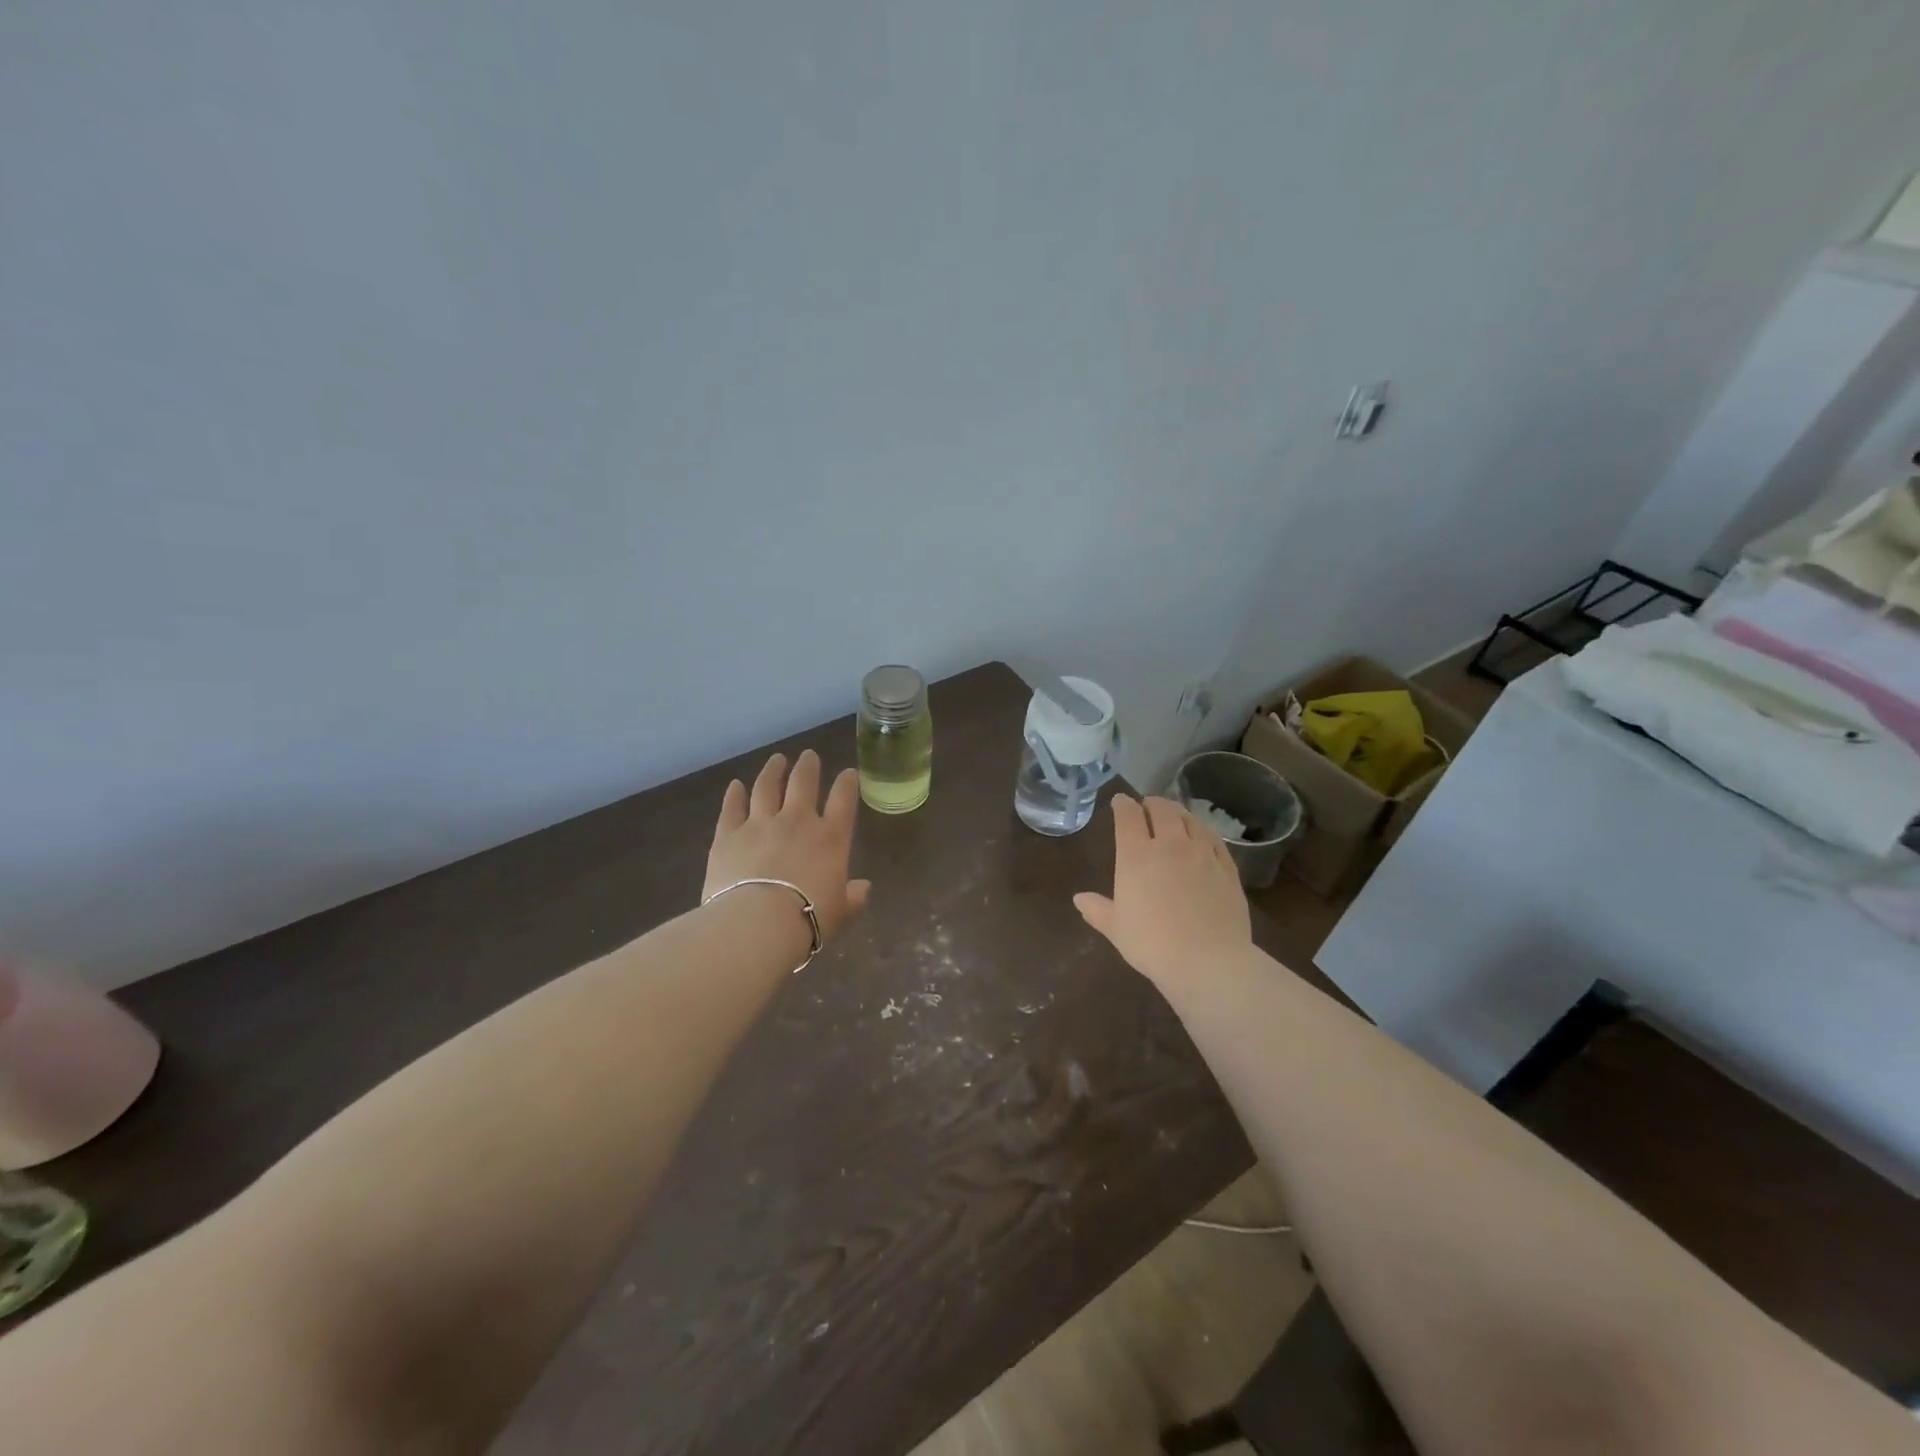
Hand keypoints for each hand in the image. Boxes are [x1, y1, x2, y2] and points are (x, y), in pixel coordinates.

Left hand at [705, 750, 871, 939]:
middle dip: (808, 767)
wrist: (758, 923)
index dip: (847, 783)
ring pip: (767, 787)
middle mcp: (797, 821)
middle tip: (809, 756)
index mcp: (830, 838)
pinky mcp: (728, 834)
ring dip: (772, 771)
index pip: (843, 800)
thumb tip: (863, 888)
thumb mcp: (840, 911)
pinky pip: (732, 807)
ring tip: (776, 760)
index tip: (848, 773)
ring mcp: (760, 823)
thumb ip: (852, 896)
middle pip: (803, 783)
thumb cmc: (808, 919)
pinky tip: (735, 785)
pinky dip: (734, 794)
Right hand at [1073, 795, 1251, 986]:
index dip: (1123, 805)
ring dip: (1178, 813)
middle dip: (1152, 803)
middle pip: (1162, 809)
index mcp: (1136, 855)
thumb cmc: (1152, 944)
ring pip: (1190, 819)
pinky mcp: (1227, 867)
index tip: (1120, 802)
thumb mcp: (1116, 929)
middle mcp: (1169, 845)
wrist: (1208, 960)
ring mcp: (1202, 853)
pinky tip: (1201, 837)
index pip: (1128, 816)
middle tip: (1147, 806)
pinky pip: (1214, 838)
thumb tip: (1079, 898)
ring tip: (1174, 816)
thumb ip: (1097, 910)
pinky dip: (1202, 831)